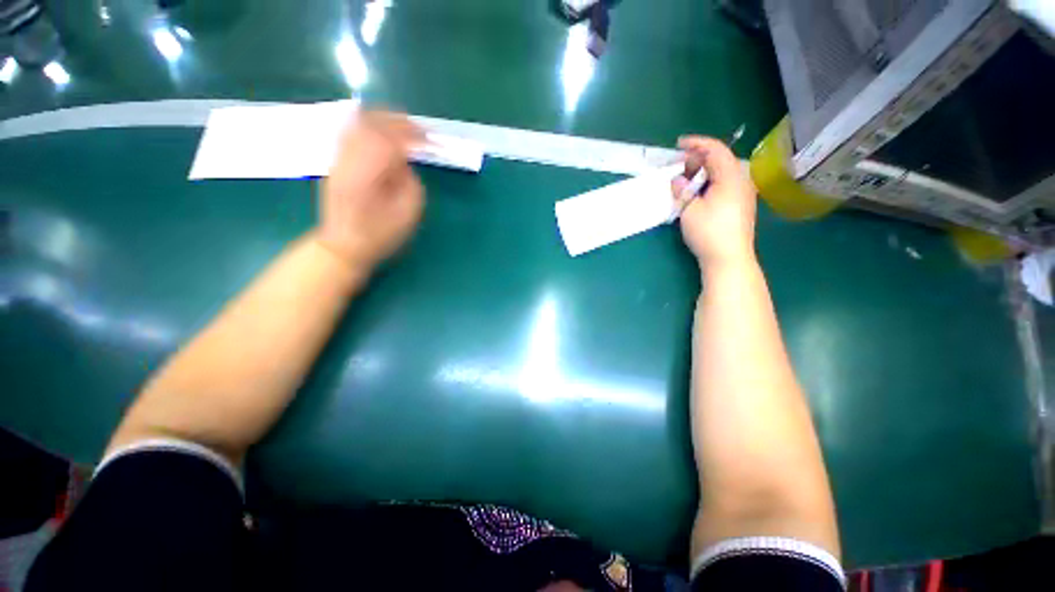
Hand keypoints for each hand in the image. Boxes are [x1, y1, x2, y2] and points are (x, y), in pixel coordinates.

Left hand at [316, 111, 424, 270]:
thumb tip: (404, 161)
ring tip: (402, 126)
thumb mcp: (407, 214)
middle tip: (417, 128)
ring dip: (382, 120)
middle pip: (369, 125)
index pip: (388, 141)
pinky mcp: (335, 163)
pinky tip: (382, 133)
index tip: (428, 138)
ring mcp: (338, 160)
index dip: (410, 134)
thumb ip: (410, 182)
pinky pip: (351, 134)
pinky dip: (369, 127)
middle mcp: (348, 161)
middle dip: (396, 121)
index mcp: (367, 176)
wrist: (343, 246)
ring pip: (357, 125)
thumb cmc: (380, 235)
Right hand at [672, 136, 756, 269]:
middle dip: (697, 159)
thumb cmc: (708, 232)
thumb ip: (682, 191)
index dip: (696, 143)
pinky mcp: (740, 205)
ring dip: (702, 172)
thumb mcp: (689, 210)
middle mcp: (741, 180)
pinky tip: (696, 192)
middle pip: (720, 160)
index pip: (715, 149)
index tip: (678, 144)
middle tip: (676, 166)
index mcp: (731, 176)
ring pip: (722, 173)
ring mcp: (743, 193)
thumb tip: (677, 180)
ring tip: (683, 179)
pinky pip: (724, 184)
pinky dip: (708, 182)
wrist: (729, 258)